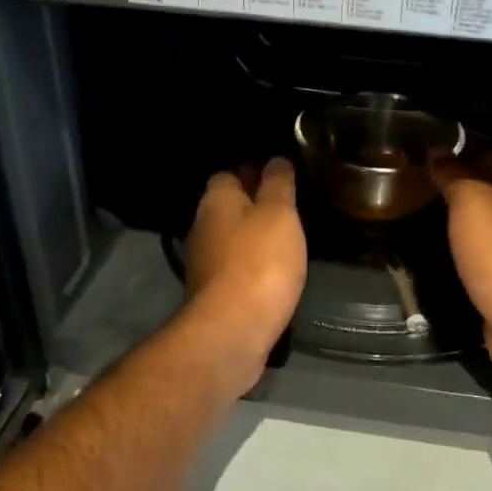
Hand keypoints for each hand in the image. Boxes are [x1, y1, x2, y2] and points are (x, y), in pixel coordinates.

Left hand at [180, 158, 307, 393]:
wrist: (233, 330)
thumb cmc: (259, 262)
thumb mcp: (279, 214)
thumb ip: (278, 184)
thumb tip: (274, 160)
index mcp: (216, 200)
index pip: (229, 173)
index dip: (253, 172)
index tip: (280, 178)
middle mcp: (202, 226)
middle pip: (228, 206)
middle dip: (253, 205)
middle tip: (289, 209)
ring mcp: (204, 263)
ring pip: (231, 238)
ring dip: (253, 238)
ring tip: (286, 240)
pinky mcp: (213, 293)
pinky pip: (235, 268)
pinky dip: (252, 266)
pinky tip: (274, 272)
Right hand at [432, 151, 491, 386]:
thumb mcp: (470, 201)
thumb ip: (453, 175)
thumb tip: (437, 152)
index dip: (464, 148)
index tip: (432, 148)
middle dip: (462, 180)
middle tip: (423, 176)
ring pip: (488, 219)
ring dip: (464, 214)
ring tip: (428, 205)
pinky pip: (485, 248)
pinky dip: (466, 242)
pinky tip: (446, 242)